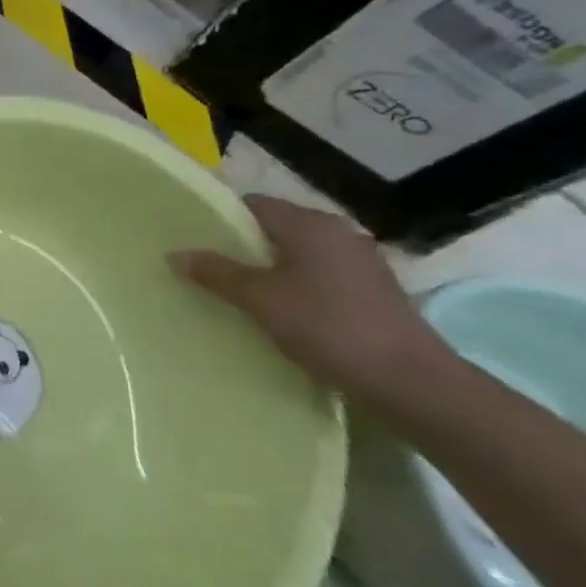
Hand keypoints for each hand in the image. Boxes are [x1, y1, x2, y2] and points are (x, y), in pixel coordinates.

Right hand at [170, 195, 452, 409]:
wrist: (409, 381)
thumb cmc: (327, 326)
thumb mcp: (259, 299)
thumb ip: (216, 272)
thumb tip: (175, 254)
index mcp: (310, 224)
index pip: (252, 204)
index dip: (219, 217)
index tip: (192, 238)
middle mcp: (338, 233)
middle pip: (275, 228)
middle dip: (240, 245)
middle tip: (205, 266)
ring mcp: (360, 262)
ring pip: (297, 254)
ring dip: (267, 268)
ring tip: (235, 290)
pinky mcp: (371, 291)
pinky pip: (318, 276)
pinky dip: (293, 285)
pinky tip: (277, 310)